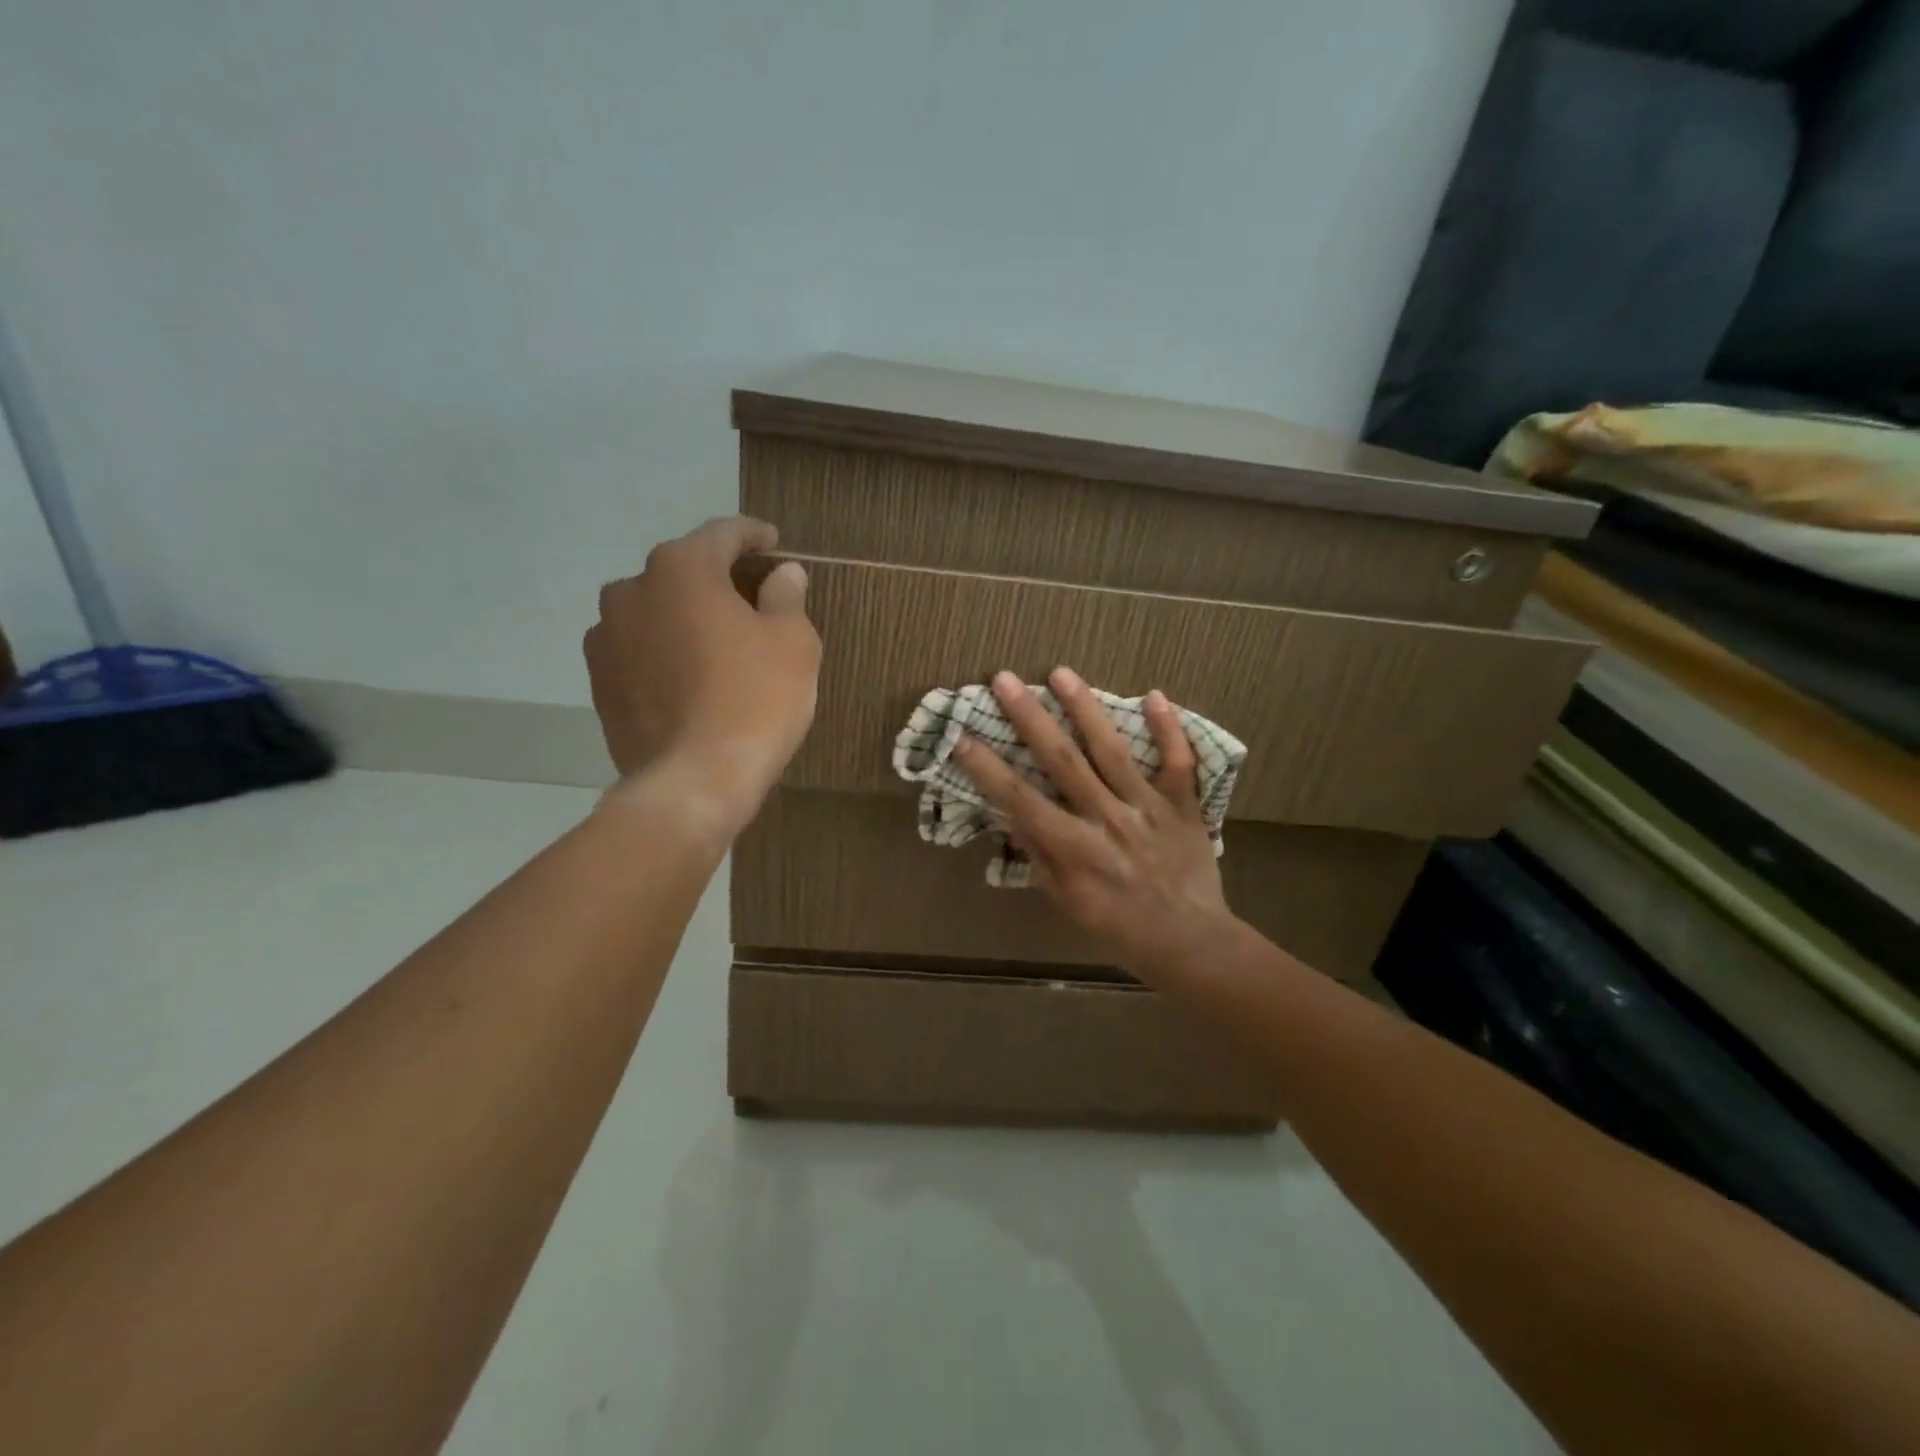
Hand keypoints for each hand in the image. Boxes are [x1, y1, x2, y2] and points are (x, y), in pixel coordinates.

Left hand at [584, 516, 820, 830]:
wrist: (695, 780)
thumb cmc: (756, 700)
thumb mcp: (793, 642)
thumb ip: (786, 596)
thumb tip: (783, 573)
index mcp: (681, 569)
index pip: (722, 534)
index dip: (752, 535)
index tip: (773, 543)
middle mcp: (632, 590)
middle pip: (683, 570)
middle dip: (718, 579)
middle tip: (751, 598)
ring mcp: (606, 638)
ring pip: (655, 611)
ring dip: (685, 616)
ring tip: (716, 643)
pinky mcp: (599, 682)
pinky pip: (639, 650)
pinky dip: (664, 652)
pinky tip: (688, 677)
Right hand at [953, 667, 1238, 987]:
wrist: (1192, 944)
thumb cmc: (1121, 930)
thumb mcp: (1069, 905)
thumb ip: (1042, 858)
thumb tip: (1013, 817)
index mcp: (1076, 850)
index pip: (1022, 801)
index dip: (988, 769)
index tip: (962, 736)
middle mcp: (1108, 820)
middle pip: (1063, 761)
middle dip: (1030, 718)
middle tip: (1004, 679)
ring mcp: (1148, 809)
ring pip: (1112, 752)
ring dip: (1085, 709)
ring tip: (1061, 673)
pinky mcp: (1183, 807)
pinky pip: (1178, 763)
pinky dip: (1169, 730)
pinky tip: (1155, 695)